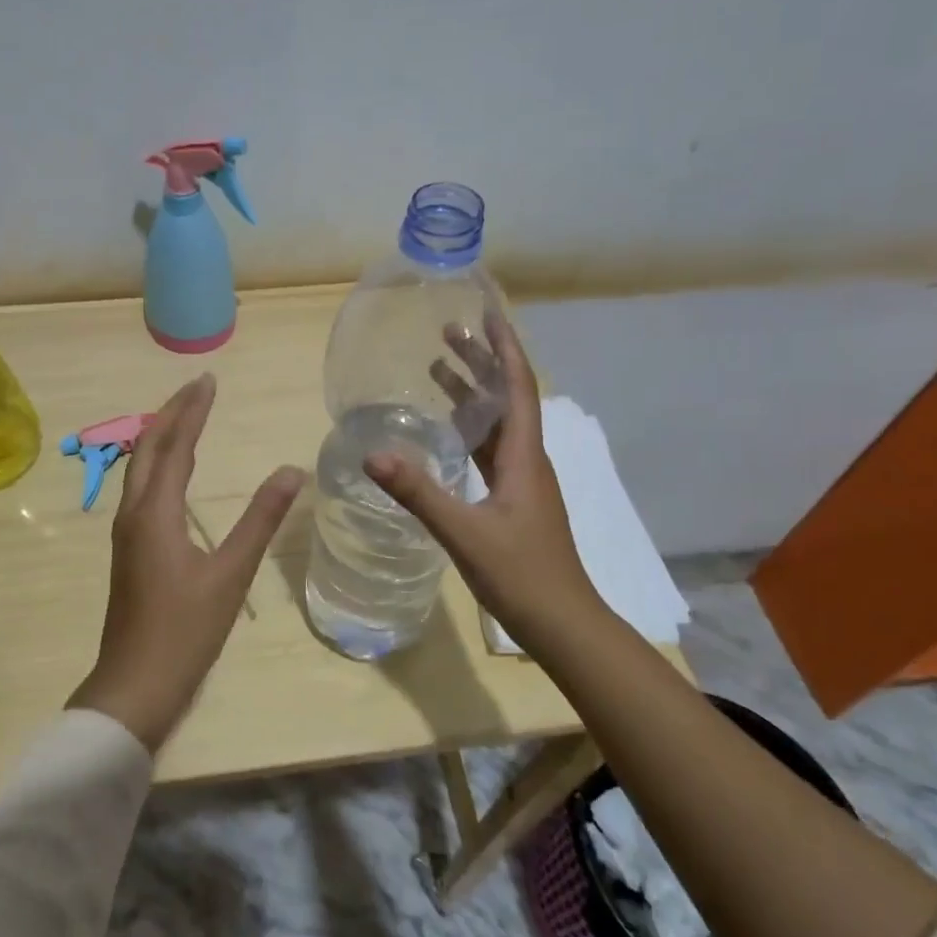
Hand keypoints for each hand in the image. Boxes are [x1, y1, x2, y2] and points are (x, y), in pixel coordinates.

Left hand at [70, 373, 305, 751]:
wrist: (136, 685)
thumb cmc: (186, 630)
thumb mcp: (232, 573)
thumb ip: (261, 520)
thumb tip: (291, 471)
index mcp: (154, 512)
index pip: (174, 445)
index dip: (192, 410)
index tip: (209, 381)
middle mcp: (133, 514)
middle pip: (148, 448)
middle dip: (171, 414)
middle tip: (198, 388)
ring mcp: (127, 533)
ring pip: (140, 469)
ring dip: (162, 437)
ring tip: (186, 418)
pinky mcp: (130, 551)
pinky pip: (142, 490)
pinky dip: (159, 465)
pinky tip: (173, 476)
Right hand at [364, 316, 603, 656]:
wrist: (563, 624)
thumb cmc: (522, 575)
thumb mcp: (465, 533)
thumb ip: (419, 493)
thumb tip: (372, 454)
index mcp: (523, 455)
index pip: (516, 386)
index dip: (503, 347)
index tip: (486, 312)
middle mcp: (526, 459)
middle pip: (506, 396)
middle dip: (481, 361)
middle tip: (449, 331)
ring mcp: (521, 481)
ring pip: (496, 423)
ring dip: (473, 393)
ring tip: (440, 366)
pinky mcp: (513, 501)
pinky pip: (489, 449)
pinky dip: (468, 429)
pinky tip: (447, 431)